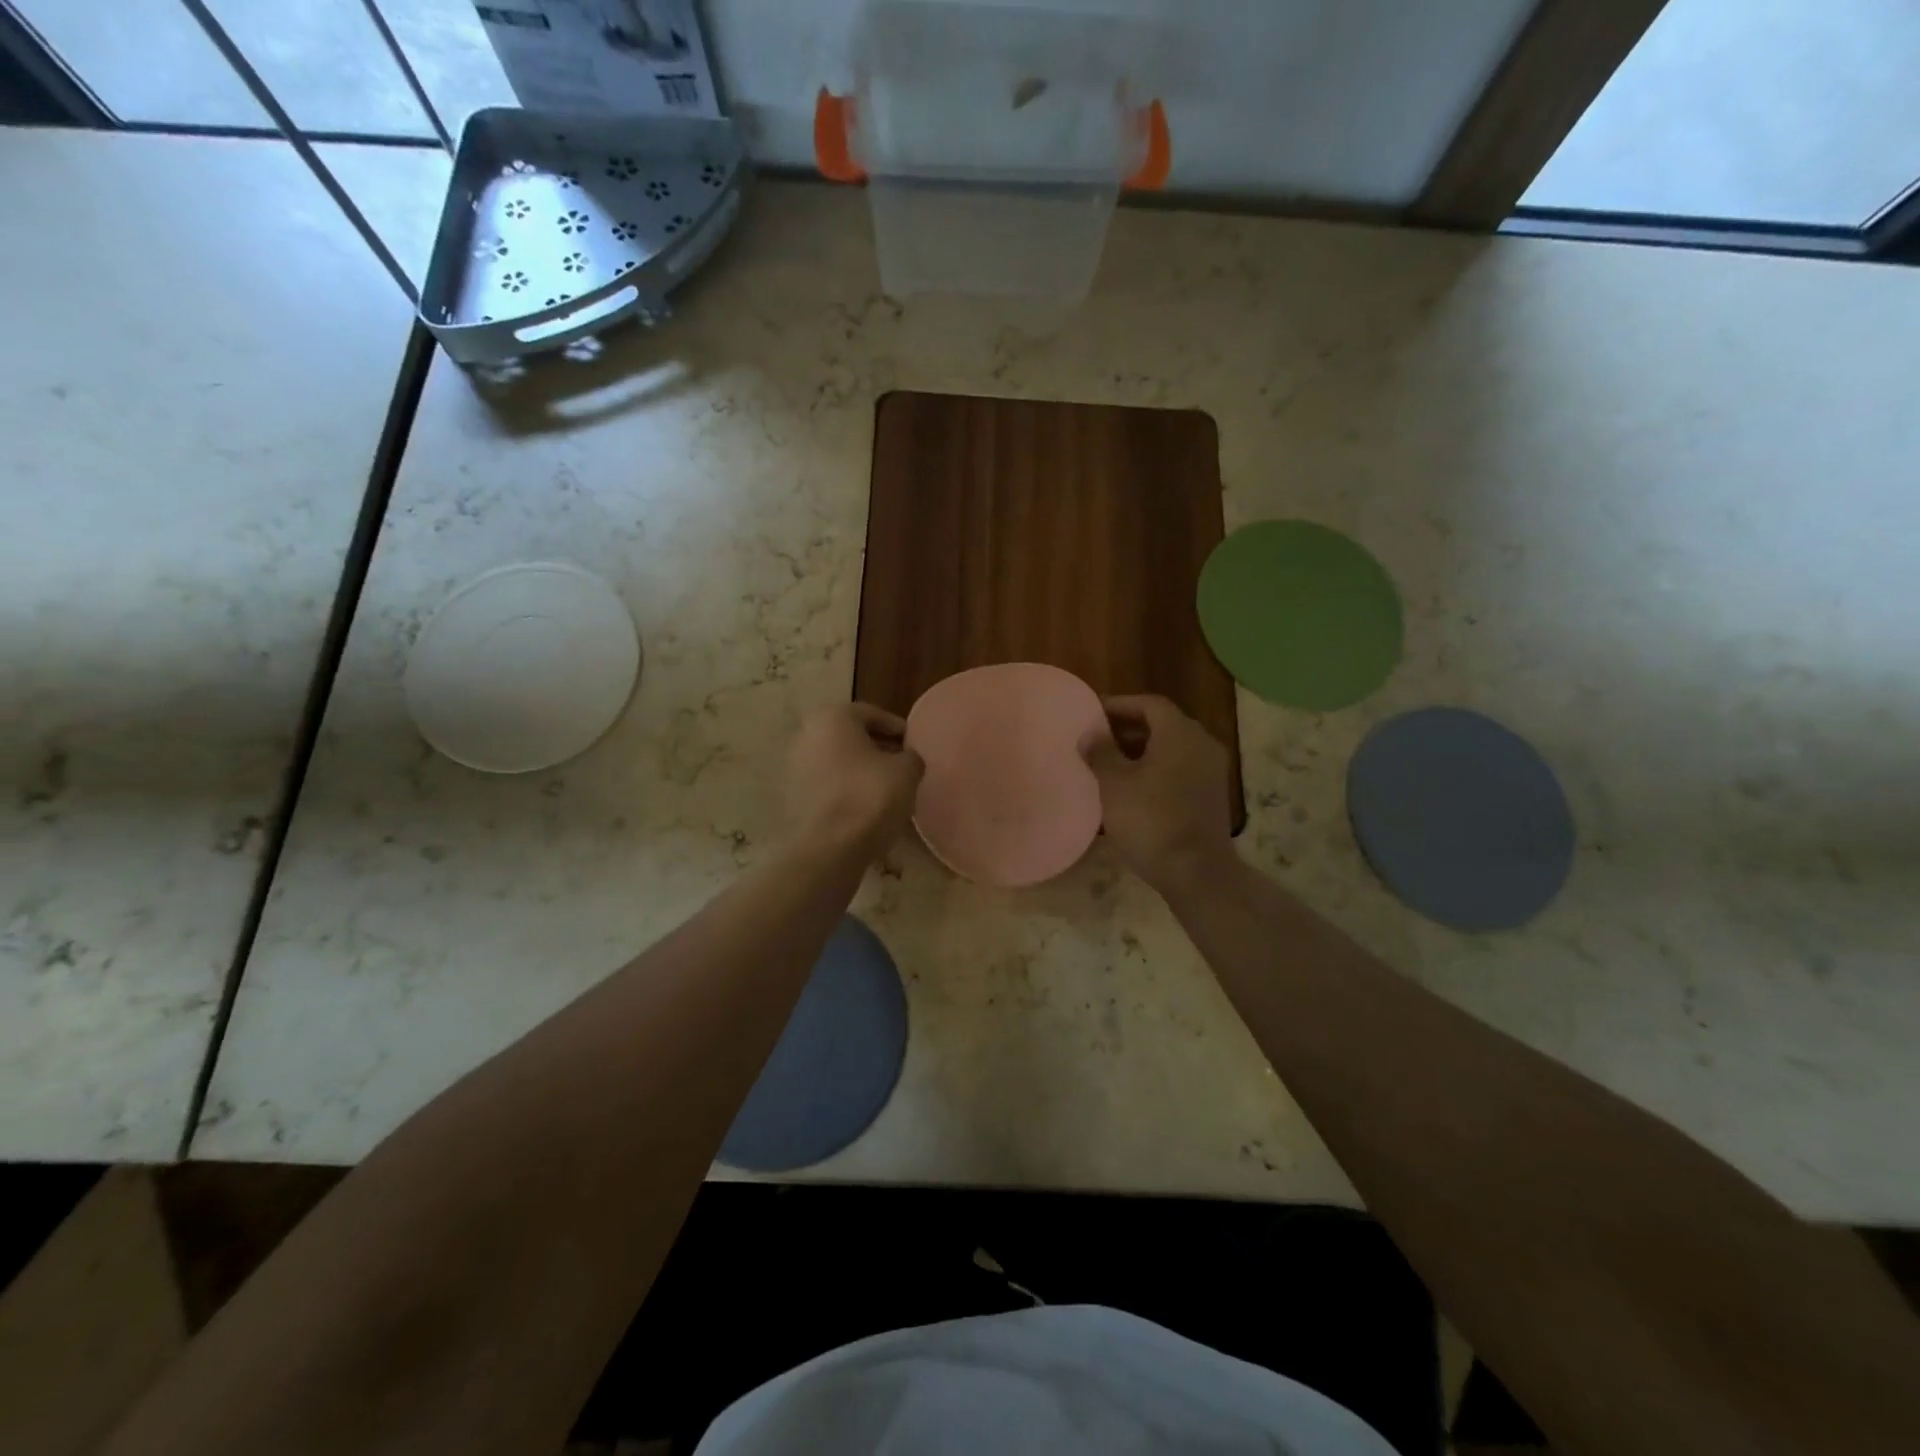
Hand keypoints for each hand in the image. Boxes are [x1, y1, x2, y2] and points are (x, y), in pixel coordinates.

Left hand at [786, 703, 924, 860]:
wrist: (831, 847)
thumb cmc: (871, 796)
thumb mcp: (907, 771)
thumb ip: (910, 756)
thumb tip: (906, 759)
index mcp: (832, 718)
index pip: (871, 714)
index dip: (896, 728)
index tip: (912, 743)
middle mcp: (806, 734)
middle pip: (849, 736)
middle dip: (875, 747)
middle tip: (899, 763)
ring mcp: (793, 767)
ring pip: (835, 761)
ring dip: (858, 769)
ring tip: (884, 787)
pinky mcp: (790, 797)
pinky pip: (825, 784)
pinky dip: (843, 788)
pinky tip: (863, 805)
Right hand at [1082, 694, 1232, 893]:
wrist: (1195, 871)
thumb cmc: (1150, 819)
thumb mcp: (1115, 783)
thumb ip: (1101, 752)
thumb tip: (1091, 734)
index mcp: (1180, 733)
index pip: (1149, 704)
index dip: (1119, 705)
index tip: (1092, 714)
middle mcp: (1202, 744)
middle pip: (1162, 725)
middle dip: (1127, 730)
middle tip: (1097, 740)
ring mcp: (1210, 771)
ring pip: (1171, 750)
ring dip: (1140, 753)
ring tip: (1108, 766)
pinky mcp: (1211, 797)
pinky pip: (1178, 771)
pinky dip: (1155, 772)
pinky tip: (1131, 791)